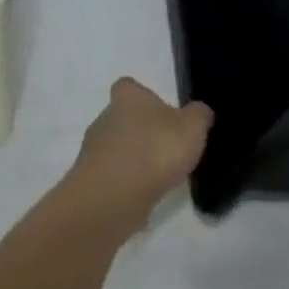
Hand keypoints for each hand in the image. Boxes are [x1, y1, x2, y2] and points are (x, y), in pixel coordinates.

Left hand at [68, 77, 213, 230]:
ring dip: (132, 161)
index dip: (143, 95)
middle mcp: (104, 120)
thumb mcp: (193, 128)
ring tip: (158, 178)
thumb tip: (198, 112)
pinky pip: (111, 181)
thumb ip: (199, 115)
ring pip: (115, 151)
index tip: (160, 110)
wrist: (110, 202)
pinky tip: (144, 199)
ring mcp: (92, 155)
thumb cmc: (154, 152)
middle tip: (166, 147)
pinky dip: (125, 187)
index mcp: (128, 99)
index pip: (128, 86)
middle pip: (121, 119)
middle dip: (140, 131)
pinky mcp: (88, 187)